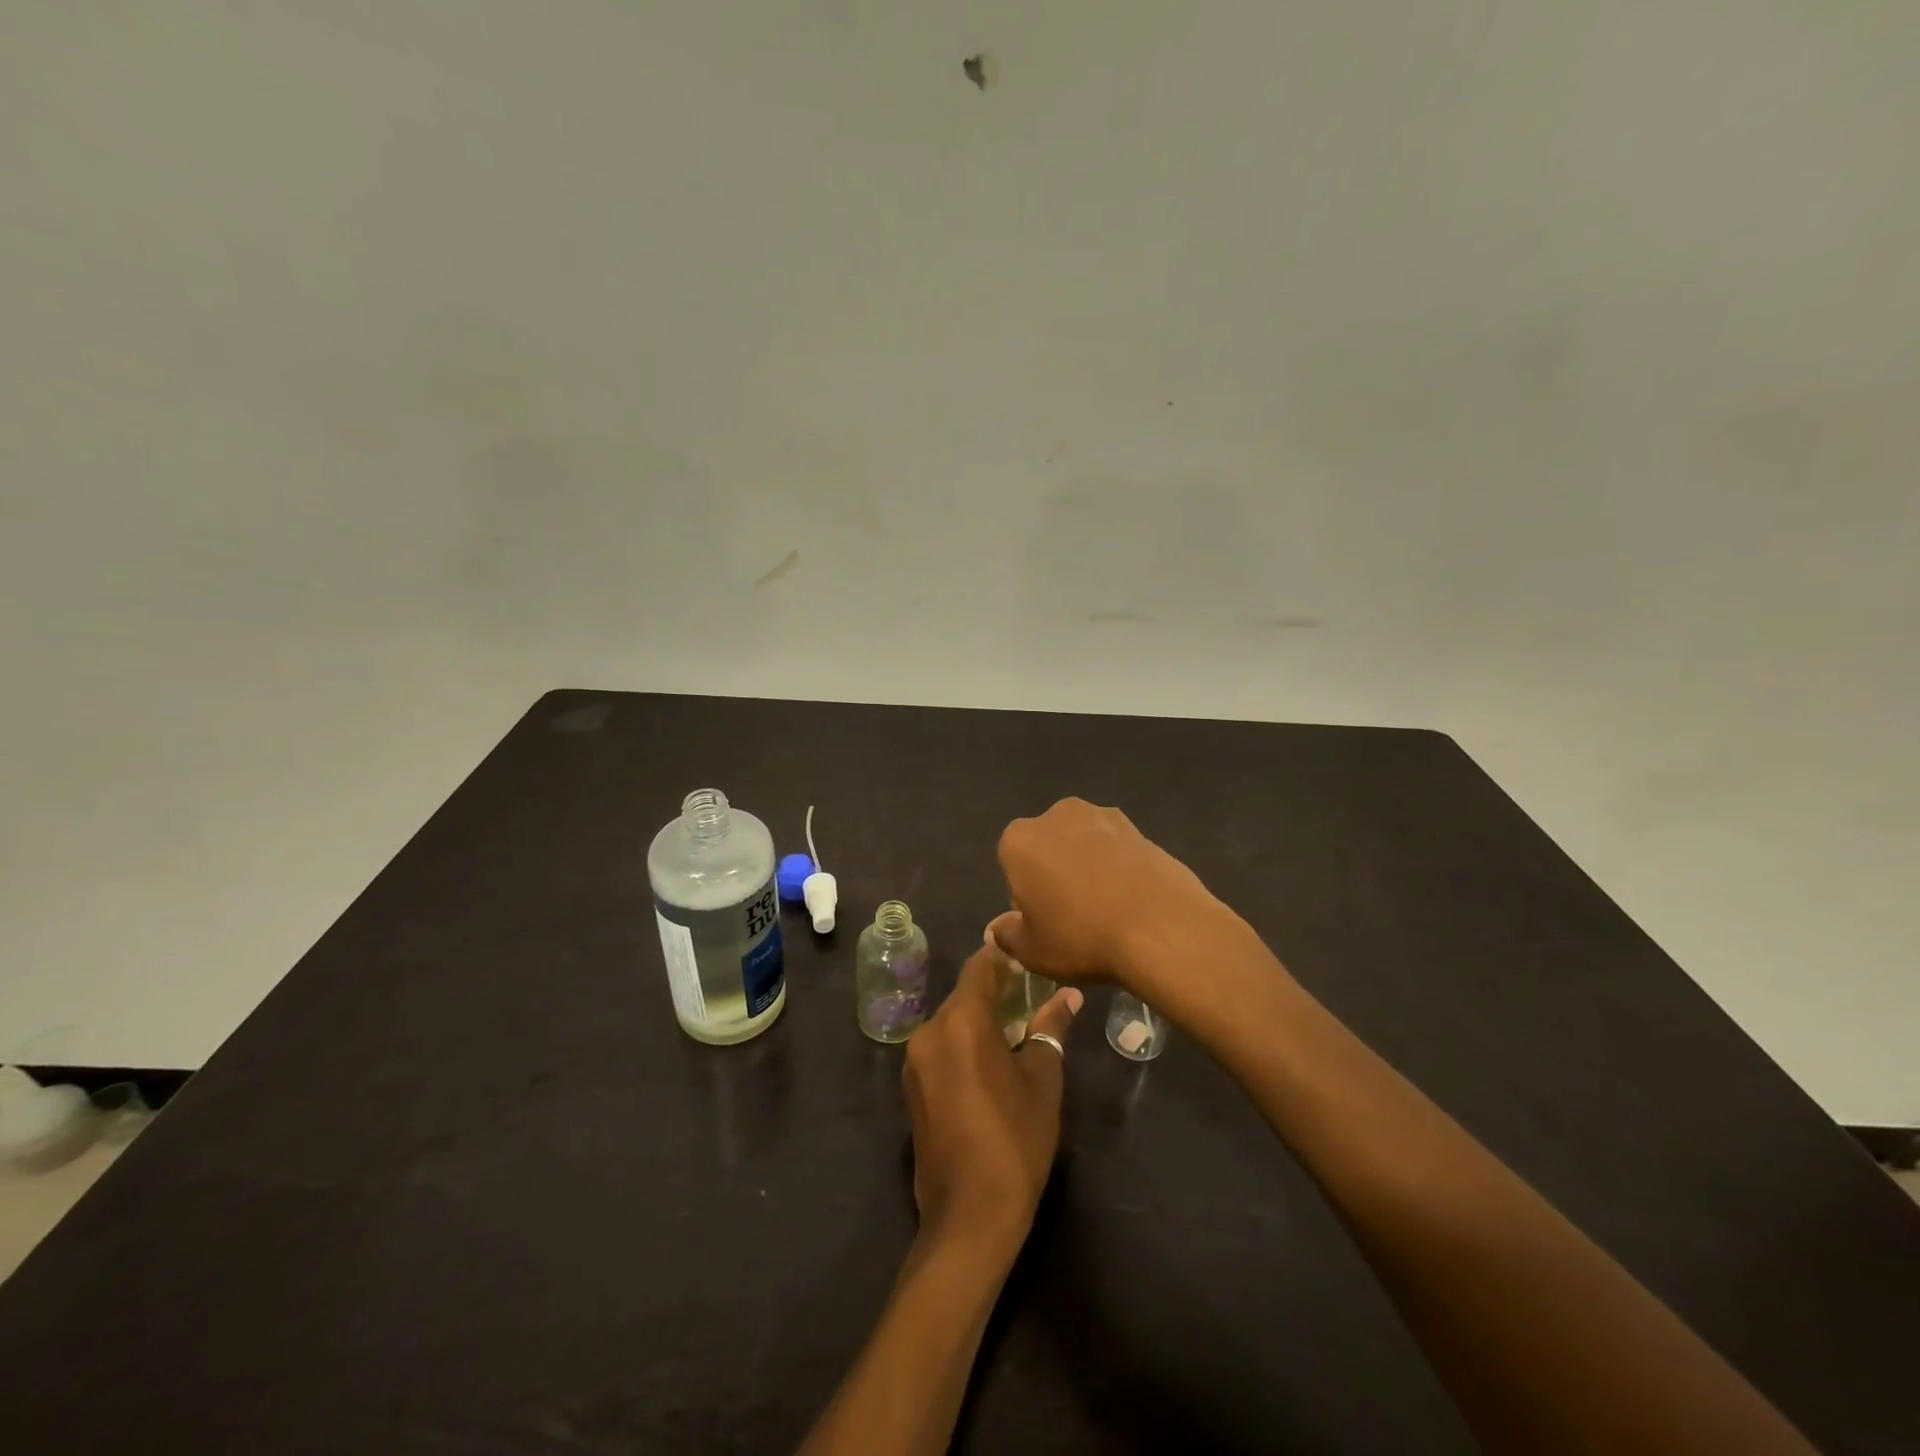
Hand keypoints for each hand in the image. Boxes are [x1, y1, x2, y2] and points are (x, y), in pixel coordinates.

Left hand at [903, 945, 1084, 1255]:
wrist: (969, 1215)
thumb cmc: (1015, 1139)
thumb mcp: (1042, 1079)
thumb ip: (1050, 1028)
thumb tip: (1068, 996)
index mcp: (961, 1021)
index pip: (979, 968)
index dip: (1003, 959)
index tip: (1027, 960)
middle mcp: (930, 1031)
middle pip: (963, 995)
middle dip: (993, 991)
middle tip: (1029, 994)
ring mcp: (915, 1061)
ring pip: (950, 1022)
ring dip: (978, 1018)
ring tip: (1014, 1027)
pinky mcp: (912, 1088)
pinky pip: (940, 1047)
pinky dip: (963, 1043)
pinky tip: (989, 1061)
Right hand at [987, 798, 1222, 991]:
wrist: (1161, 927)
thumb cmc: (1081, 937)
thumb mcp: (1031, 951)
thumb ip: (1008, 935)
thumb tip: (1000, 928)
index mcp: (1019, 840)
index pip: (1012, 866)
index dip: (1025, 896)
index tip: (1044, 922)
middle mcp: (1055, 815)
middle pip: (1046, 847)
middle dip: (1054, 872)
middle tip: (1073, 916)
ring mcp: (1101, 815)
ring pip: (1081, 844)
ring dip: (1087, 866)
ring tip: (1106, 908)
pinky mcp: (1138, 826)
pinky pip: (1115, 849)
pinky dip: (1117, 867)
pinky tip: (1131, 900)